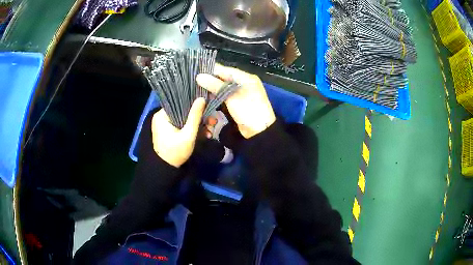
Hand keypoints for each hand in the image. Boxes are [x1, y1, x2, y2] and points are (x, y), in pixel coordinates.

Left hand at [152, 98, 205, 167]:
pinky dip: (193, 129)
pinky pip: (183, 125)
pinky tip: (204, 134)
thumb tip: (202, 98)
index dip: (195, 104)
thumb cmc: (175, 152)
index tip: (208, 108)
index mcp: (162, 115)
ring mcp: (166, 124)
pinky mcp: (170, 130)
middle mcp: (162, 116)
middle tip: (213, 122)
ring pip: (185, 119)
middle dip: (200, 117)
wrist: (166, 169)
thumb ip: (195, 116)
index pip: (180, 102)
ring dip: (199, 125)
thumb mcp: (188, 134)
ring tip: (210, 131)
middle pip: (185, 111)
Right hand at [196, 64, 275, 138]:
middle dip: (210, 81)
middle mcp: (242, 83)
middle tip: (195, 84)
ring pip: (222, 88)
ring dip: (212, 91)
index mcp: (245, 78)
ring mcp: (240, 94)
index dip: (211, 70)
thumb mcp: (232, 96)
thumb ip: (216, 85)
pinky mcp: (236, 103)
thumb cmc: (248, 110)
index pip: (225, 69)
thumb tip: (199, 76)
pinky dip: (216, 98)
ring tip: (198, 92)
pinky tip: (207, 99)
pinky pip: (224, 97)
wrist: (259, 131)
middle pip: (223, 79)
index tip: (196, 72)